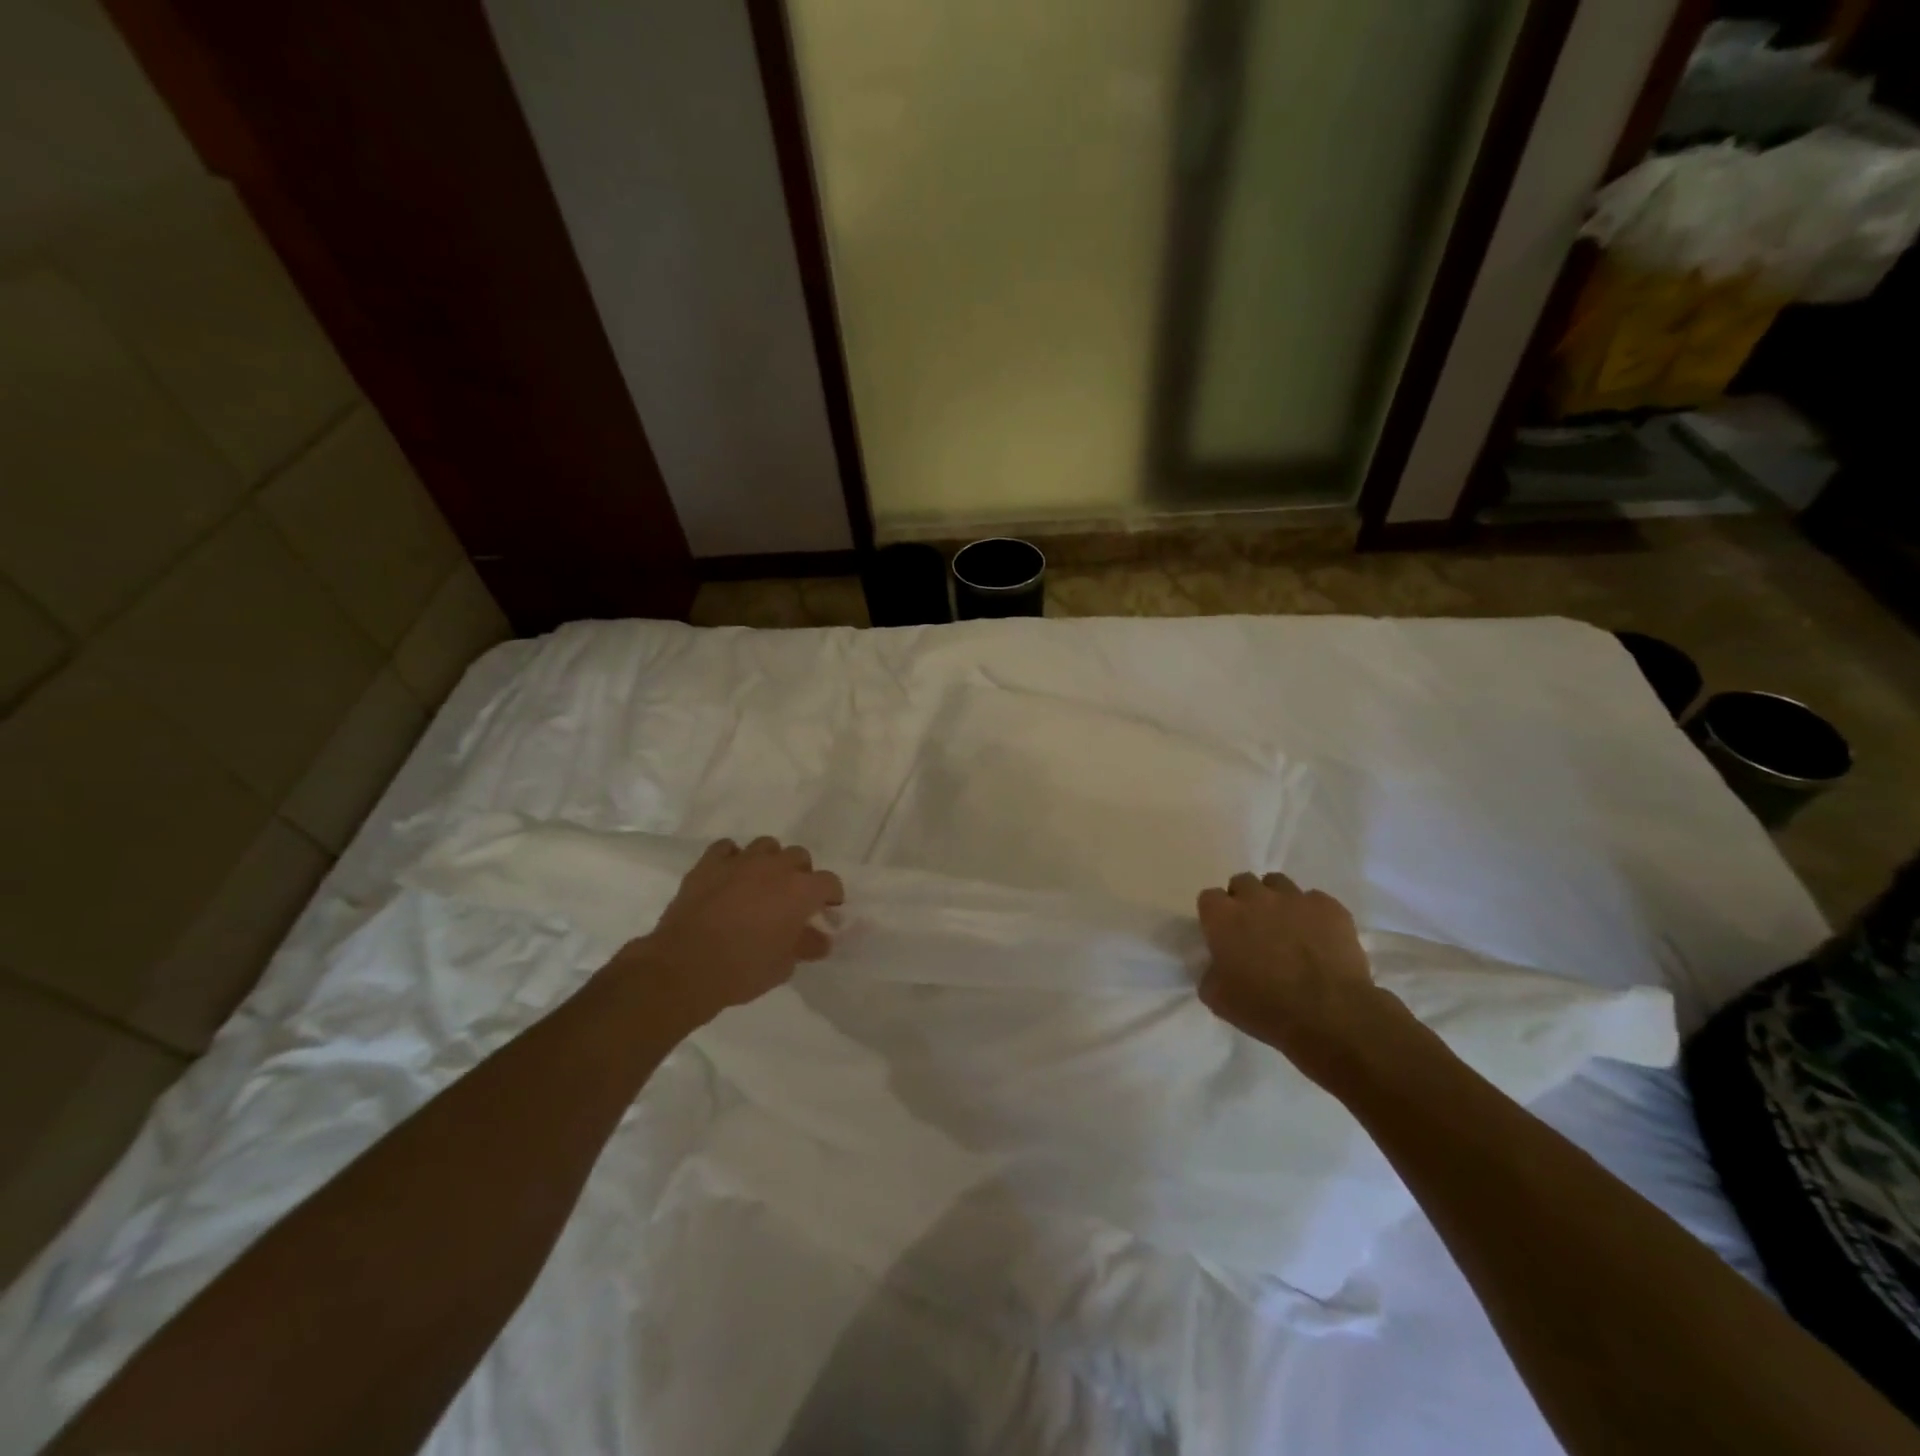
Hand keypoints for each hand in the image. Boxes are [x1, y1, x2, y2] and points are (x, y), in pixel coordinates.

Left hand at [625, 836, 844, 1026]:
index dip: (831, 896)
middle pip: (799, 856)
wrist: (685, 966)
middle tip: (792, 898)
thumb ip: (805, 946)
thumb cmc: (743, 969)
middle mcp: (775, 867)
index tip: (826, 910)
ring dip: (769, 861)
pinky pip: (727, 849)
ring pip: (766, 846)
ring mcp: (741, 861)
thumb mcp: (783, 966)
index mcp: (801, 890)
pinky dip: (732, 859)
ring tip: (761, 883)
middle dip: (800, 874)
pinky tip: (729, 876)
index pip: (830, 882)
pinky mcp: (709, 863)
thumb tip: (820, 939)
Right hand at [1196, 872, 1399, 1089]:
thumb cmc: (1265, 1008)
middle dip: (1245, 900)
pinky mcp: (1330, 907)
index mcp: (1222, 916)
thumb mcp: (1217, 999)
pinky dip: (1312, 914)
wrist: (1330, 1016)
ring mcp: (1295, 898)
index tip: (1223, 936)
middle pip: (1242, 882)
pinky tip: (1318, 938)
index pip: (1209, 898)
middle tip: (1254, 929)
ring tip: (1287, 928)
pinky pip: (1315, 900)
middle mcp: (1255, 897)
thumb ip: (1210, 972)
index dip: (1216, 916)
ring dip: (1277, 901)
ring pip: (1278, 884)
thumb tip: (1217, 965)